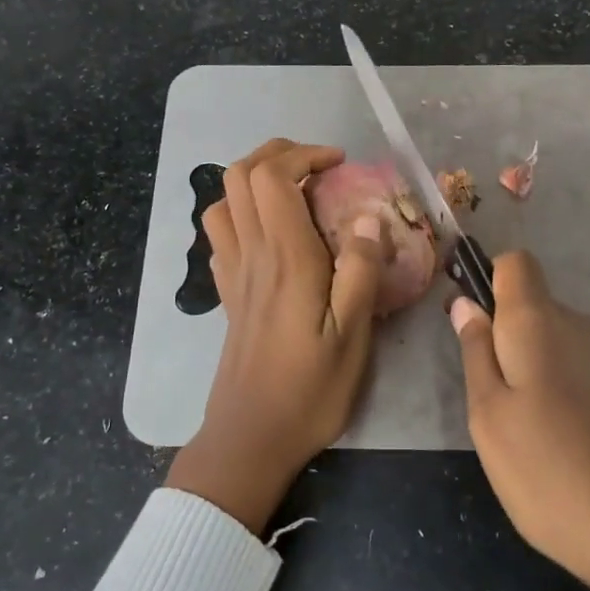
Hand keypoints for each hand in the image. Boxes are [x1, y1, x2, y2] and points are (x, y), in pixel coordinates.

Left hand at [167, 139, 384, 531]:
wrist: (251, 436)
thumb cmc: (309, 389)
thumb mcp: (353, 335)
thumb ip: (362, 271)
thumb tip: (369, 218)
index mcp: (285, 256)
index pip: (274, 176)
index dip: (304, 155)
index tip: (339, 165)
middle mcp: (251, 253)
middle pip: (239, 175)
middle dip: (277, 154)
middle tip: (318, 167)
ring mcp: (232, 272)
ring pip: (222, 200)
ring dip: (254, 181)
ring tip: (294, 193)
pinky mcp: (227, 293)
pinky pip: (220, 234)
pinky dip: (241, 214)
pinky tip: (270, 234)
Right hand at [451, 252, 589, 590]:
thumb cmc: (548, 471)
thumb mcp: (488, 415)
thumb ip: (475, 351)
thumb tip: (465, 303)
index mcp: (540, 321)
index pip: (514, 263)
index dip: (487, 280)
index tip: (470, 323)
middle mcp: (580, 326)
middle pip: (532, 304)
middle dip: (504, 335)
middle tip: (486, 395)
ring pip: (554, 340)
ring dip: (530, 366)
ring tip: (521, 427)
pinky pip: (578, 368)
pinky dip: (558, 388)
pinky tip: (557, 440)